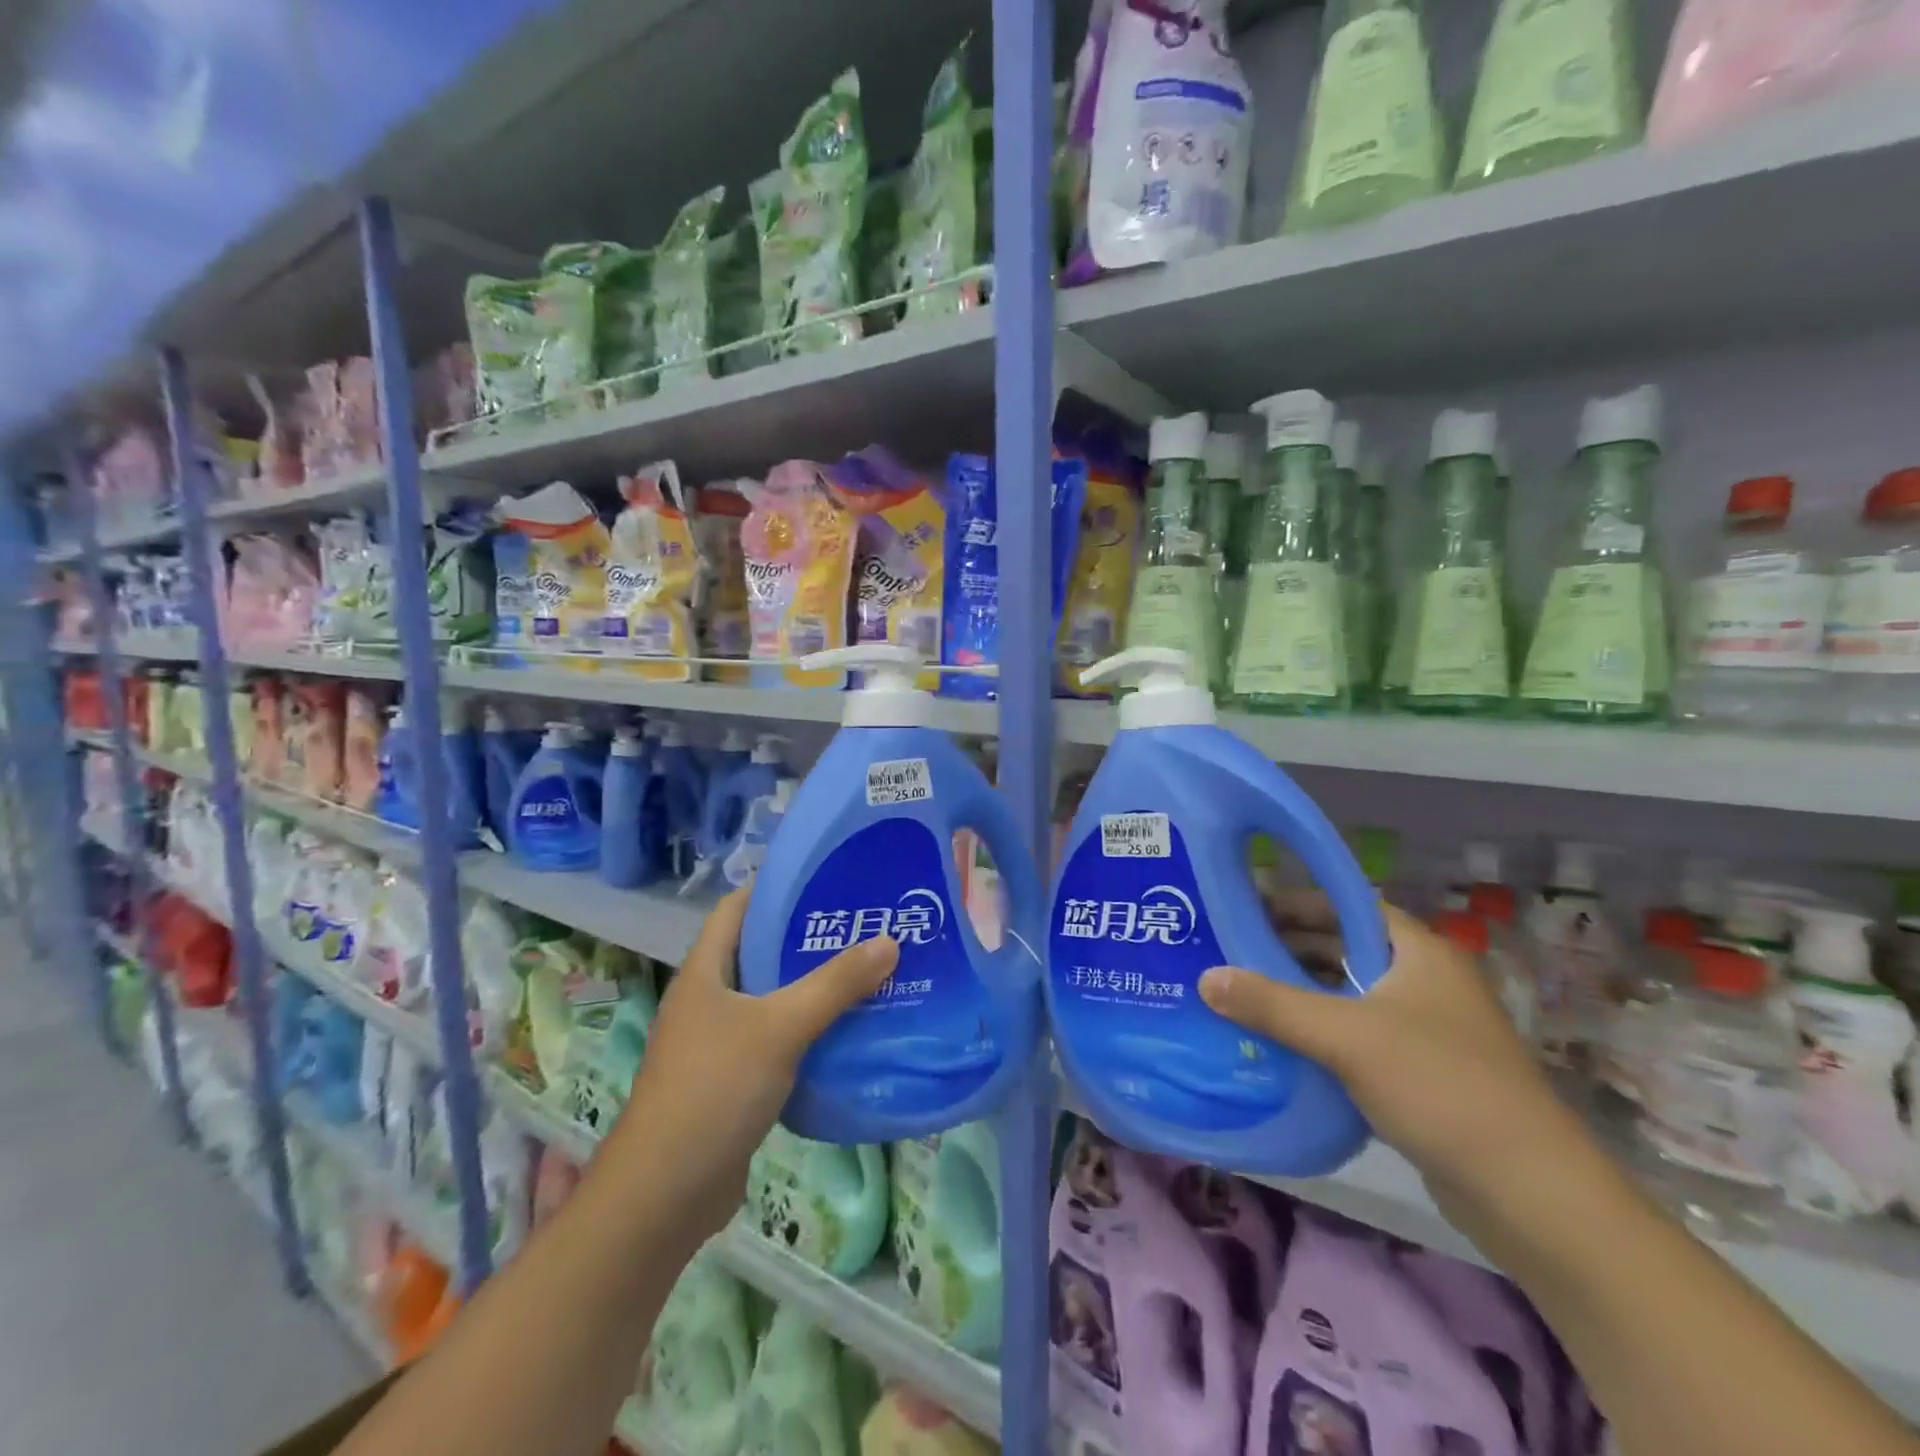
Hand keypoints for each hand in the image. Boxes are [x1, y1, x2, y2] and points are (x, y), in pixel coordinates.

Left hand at [604, 888, 899, 1245]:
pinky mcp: (734, 1082)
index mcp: (705, 972)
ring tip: (867, 971)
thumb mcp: (780, 1027)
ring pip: (772, 1000)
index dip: (776, 887)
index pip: (737, 908)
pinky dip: (809, 1032)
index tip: (826, 878)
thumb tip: (890, 941)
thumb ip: (836, 984)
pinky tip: (848, 1032)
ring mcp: (719, 1044)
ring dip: (813, 988)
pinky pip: (777, 1042)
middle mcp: (709, 1000)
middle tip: (862, 925)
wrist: (664, 1195)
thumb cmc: (714, 1089)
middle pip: (761, 953)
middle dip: (808, 938)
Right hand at [1198, 891, 1575, 1217]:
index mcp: (1418, 952)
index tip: (1244, 907)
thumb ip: (1273, 1004)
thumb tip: (1205, 978)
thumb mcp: (1347, 1037)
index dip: (1297, 901)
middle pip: (1345, 948)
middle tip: (1229, 952)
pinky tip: (1278, 1044)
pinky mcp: (1420, 1072)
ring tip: (1241, 995)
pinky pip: (1357, 1036)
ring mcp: (1425, 1028)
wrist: (1530, 1194)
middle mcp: (1424, 980)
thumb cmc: (1439, 1087)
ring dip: (1301, 994)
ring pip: (1348, 995)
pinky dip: (1320, 1034)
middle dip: (1289, 949)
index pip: (1348, 904)